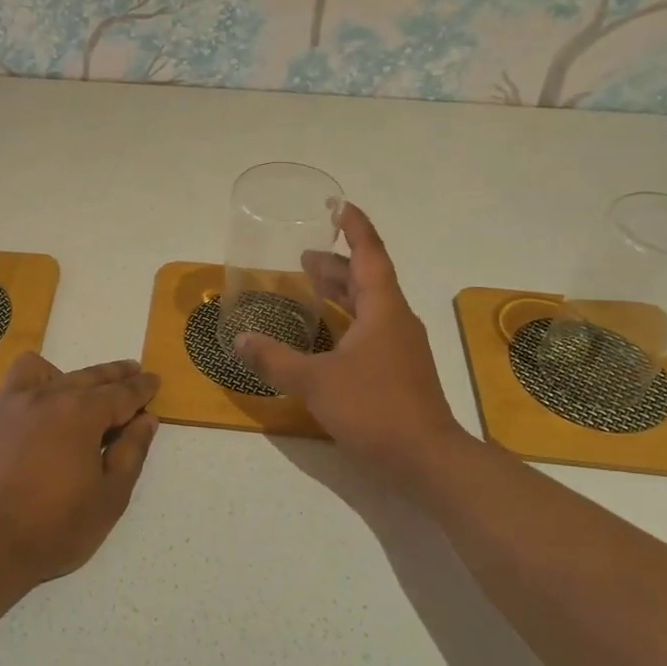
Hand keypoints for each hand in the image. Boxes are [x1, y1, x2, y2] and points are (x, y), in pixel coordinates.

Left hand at [0, 354, 159, 589]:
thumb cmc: (54, 527)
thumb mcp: (109, 497)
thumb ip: (131, 453)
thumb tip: (145, 420)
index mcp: (81, 412)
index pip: (121, 393)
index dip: (141, 388)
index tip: (154, 381)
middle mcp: (47, 396)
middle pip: (89, 376)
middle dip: (115, 375)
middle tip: (133, 372)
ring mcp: (12, 403)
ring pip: (49, 371)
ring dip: (72, 375)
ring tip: (82, 391)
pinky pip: (16, 383)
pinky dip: (36, 383)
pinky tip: (41, 407)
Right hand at [235, 203, 461, 478]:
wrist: (426, 459)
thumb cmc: (374, 408)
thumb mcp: (315, 382)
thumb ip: (275, 360)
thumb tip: (239, 341)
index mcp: (383, 309)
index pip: (370, 254)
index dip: (355, 227)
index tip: (339, 206)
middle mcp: (395, 321)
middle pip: (367, 279)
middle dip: (336, 263)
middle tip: (303, 255)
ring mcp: (400, 348)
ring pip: (369, 306)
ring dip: (341, 293)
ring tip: (309, 287)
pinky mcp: (397, 371)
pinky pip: (369, 331)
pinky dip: (345, 322)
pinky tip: (323, 338)